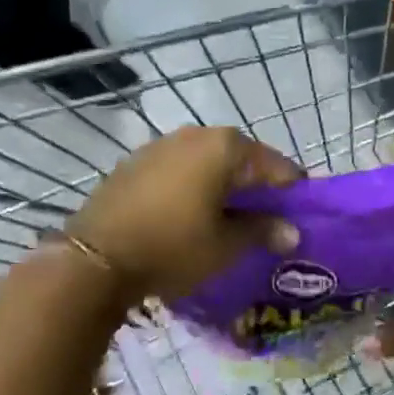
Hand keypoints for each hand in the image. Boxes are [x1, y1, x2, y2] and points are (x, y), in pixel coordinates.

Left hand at [68, 127, 301, 302]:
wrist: (95, 260)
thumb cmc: (173, 247)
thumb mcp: (227, 246)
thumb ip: (264, 231)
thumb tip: (292, 232)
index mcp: (226, 147)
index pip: (277, 166)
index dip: (292, 194)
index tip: (298, 220)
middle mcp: (196, 134)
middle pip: (243, 160)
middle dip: (258, 189)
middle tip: (266, 223)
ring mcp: (161, 145)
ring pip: (210, 164)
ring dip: (225, 187)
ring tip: (230, 221)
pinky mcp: (136, 162)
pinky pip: (180, 170)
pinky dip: (195, 188)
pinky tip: (192, 216)